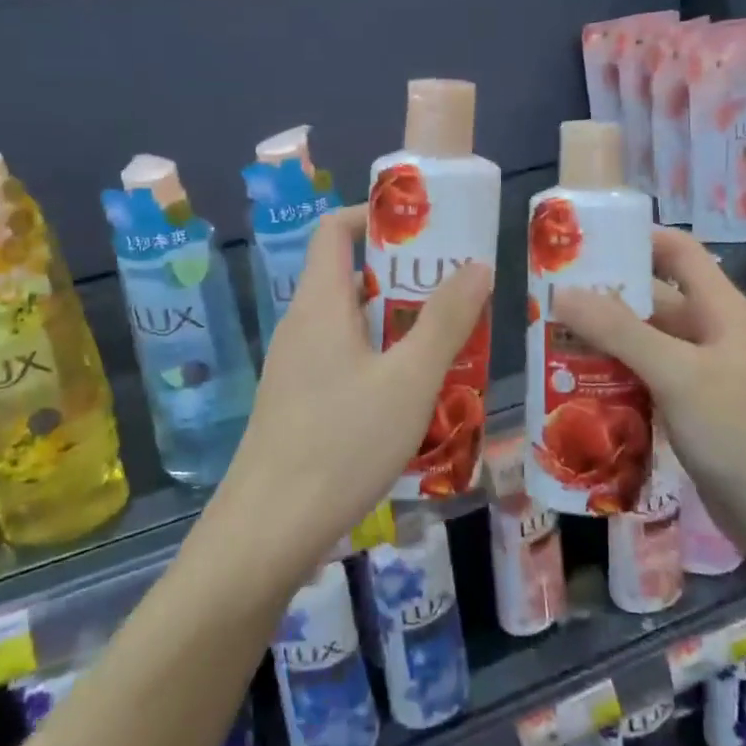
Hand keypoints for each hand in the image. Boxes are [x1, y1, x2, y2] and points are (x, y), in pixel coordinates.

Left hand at [212, 205, 492, 579]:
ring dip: (398, 324)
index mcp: (320, 302)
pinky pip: (344, 360)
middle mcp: (302, 324)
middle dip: (405, 277)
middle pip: (351, 276)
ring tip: (449, 342)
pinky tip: (415, 396)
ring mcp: (296, 365)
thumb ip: (445, 321)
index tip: (424, 228)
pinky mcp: (297, 402)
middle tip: (457, 290)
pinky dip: (380, 360)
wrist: (269, 529)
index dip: (374, 215)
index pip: (334, 228)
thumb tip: (476, 265)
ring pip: (352, 324)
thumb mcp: (409, 379)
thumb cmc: (342, 442)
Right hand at [552, 227, 745, 548]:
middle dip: (603, 295)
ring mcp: (698, 373)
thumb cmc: (736, 432)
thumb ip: (619, 331)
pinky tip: (575, 382)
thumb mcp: (676, 373)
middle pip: (652, 298)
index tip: (585, 240)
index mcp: (719, 309)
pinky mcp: (687, 407)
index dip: (636, 237)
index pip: (678, 251)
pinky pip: (643, 376)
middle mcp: (709, 332)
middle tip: (550, 295)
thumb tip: (561, 293)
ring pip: (643, 340)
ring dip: (602, 338)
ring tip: (551, 337)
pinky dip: (613, 373)